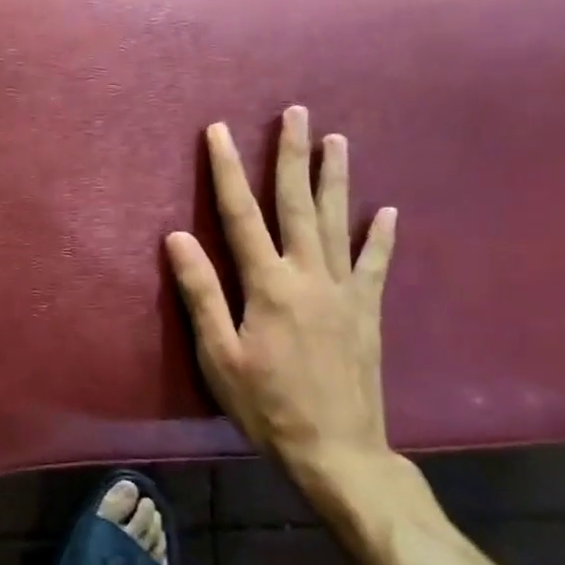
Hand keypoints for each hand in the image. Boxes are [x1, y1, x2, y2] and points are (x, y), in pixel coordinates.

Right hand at [165, 106, 397, 495]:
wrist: (338, 452)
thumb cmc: (267, 406)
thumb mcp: (219, 356)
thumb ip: (201, 293)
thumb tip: (177, 237)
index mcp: (269, 286)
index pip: (241, 215)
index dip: (227, 171)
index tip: (219, 132)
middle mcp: (309, 276)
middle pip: (298, 204)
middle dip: (292, 156)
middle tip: (295, 112)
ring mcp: (344, 291)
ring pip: (338, 222)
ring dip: (336, 178)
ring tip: (337, 140)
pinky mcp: (367, 312)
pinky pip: (376, 264)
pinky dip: (381, 236)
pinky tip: (388, 210)